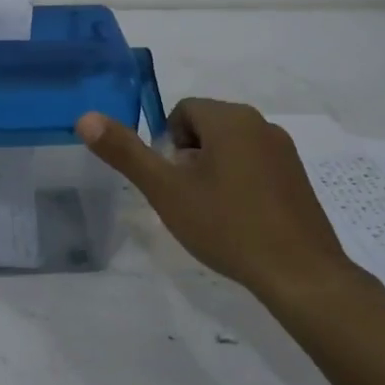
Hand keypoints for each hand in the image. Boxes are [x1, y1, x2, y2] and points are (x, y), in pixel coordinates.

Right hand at [77, 97, 371, 300]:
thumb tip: (85, 118)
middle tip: (189, 199)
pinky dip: (241, 184)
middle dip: (190, 158)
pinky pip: (256, 166)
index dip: (168, 146)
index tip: (173, 182)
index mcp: (230, 118)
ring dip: (214, 171)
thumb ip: (125, 152)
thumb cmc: (226, 225)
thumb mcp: (165, 190)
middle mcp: (261, 124)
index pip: (183, 112)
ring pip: (231, 148)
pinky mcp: (298, 177)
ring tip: (213, 213)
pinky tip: (240, 221)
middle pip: (207, 128)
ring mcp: (285, 151)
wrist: (298, 272)